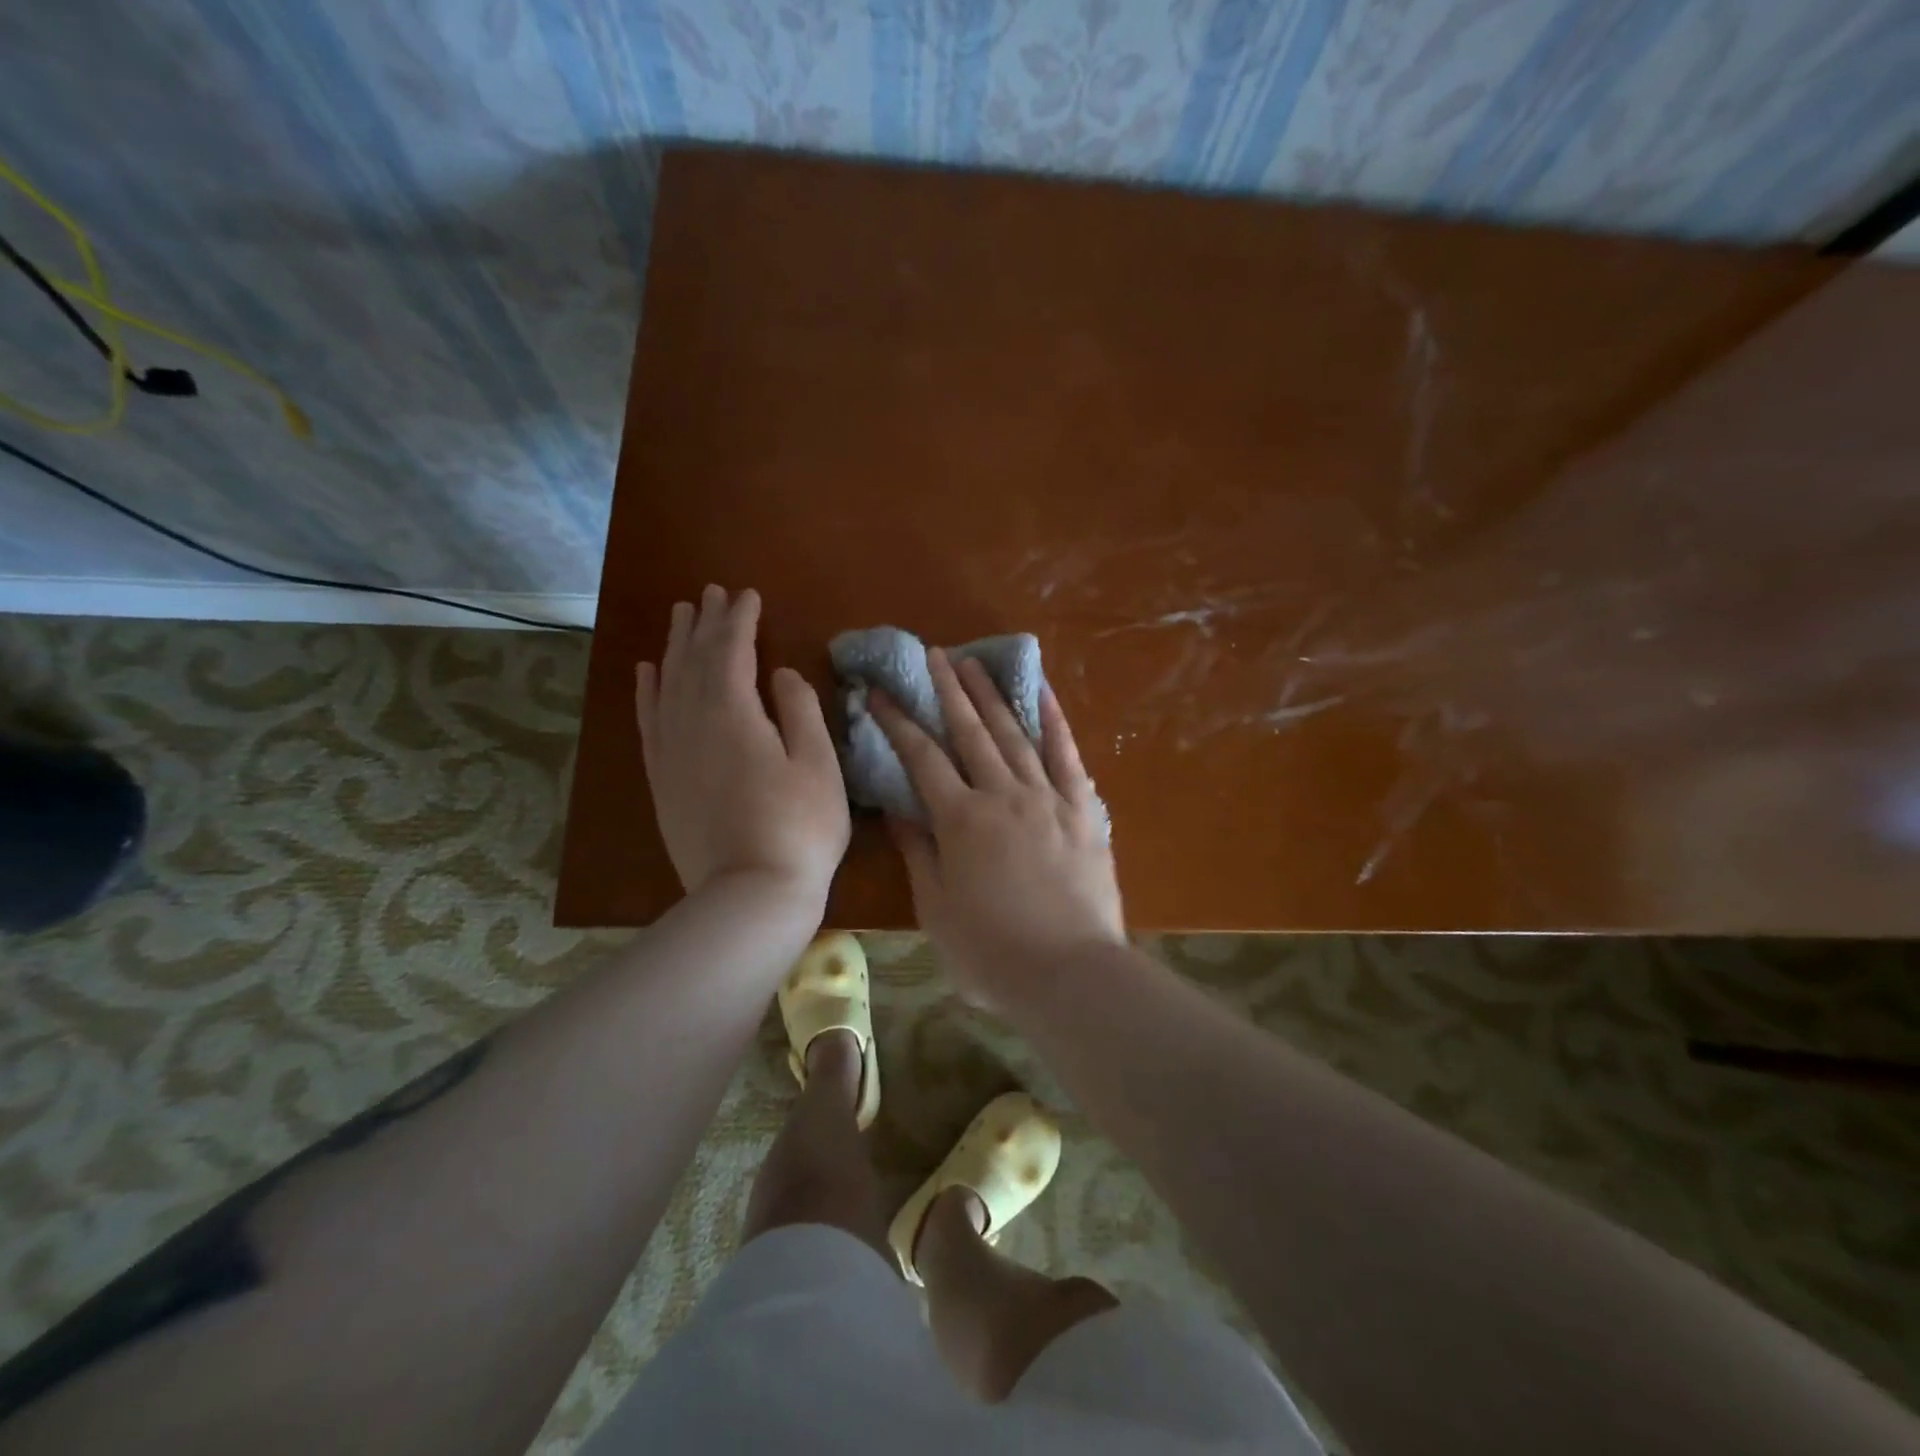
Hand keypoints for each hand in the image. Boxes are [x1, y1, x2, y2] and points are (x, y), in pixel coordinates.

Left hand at [635, 586, 849, 906]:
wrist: (750, 895)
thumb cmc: (800, 828)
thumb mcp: (818, 764)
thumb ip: (799, 710)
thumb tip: (780, 674)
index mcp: (734, 714)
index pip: (732, 651)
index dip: (740, 620)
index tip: (748, 595)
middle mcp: (692, 722)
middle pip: (695, 660)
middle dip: (705, 623)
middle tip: (711, 593)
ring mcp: (671, 752)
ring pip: (667, 683)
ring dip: (675, 645)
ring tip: (681, 615)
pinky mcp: (662, 780)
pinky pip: (649, 721)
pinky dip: (647, 691)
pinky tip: (648, 672)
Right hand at [871, 650, 1123, 1006]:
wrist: (1069, 973)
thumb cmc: (991, 952)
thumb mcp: (936, 909)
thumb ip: (919, 852)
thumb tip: (900, 809)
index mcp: (961, 820)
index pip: (922, 758)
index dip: (898, 722)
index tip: (880, 692)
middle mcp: (1002, 795)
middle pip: (969, 732)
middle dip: (948, 690)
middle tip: (934, 654)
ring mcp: (1047, 797)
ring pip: (1013, 734)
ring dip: (992, 695)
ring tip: (974, 662)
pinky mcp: (1083, 809)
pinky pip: (1067, 754)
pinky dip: (1054, 719)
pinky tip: (1042, 692)